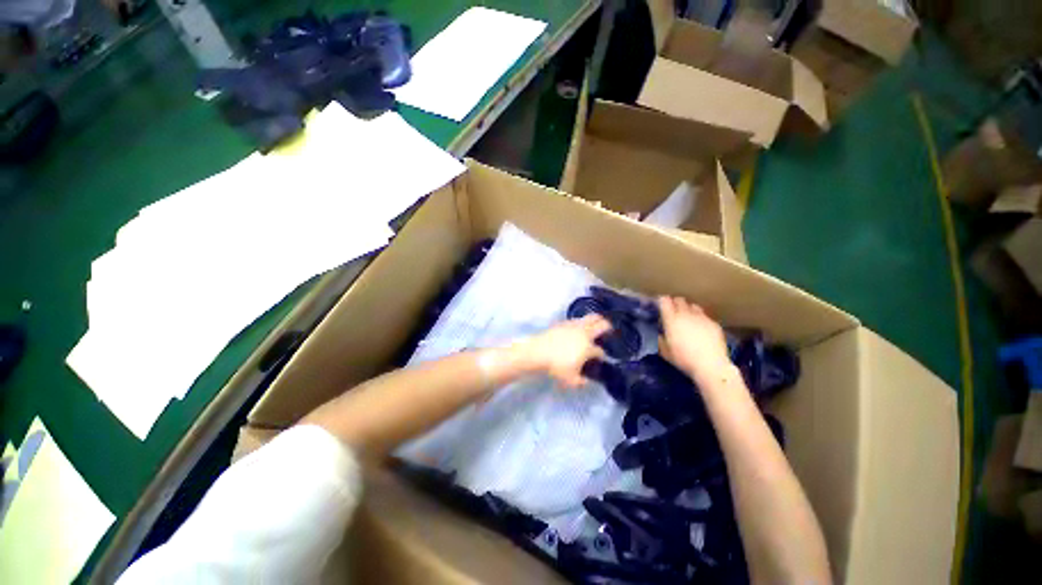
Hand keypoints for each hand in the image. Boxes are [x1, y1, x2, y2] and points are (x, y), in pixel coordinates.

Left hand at [514, 315, 610, 387]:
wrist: (538, 351)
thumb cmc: (556, 366)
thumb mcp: (571, 380)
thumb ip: (581, 382)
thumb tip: (586, 381)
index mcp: (588, 347)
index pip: (600, 351)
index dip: (602, 355)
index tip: (601, 358)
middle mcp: (584, 333)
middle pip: (602, 324)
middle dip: (608, 327)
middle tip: (609, 330)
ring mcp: (574, 325)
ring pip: (591, 317)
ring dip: (597, 320)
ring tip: (597, 324)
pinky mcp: (564, 322)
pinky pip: (578, 319)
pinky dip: (583, 321)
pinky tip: (579, 327)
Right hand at [658, 296, 731, 383]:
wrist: (710, 365)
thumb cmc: (683, 359)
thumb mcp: (665, 351)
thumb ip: (661, 338)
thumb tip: (661, 333)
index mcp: (671, 319)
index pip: (665, 300)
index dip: (662, 301)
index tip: (660, 305)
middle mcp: (686, 314)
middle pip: (679, 300)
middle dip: (675, 303)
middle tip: (673, 312)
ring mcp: (702, 317)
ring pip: (693, 306)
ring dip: (688, 310)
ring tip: (688, 319)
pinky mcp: (714, 323)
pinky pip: (705, 316)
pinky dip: (700, 319)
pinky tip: (701, 330)